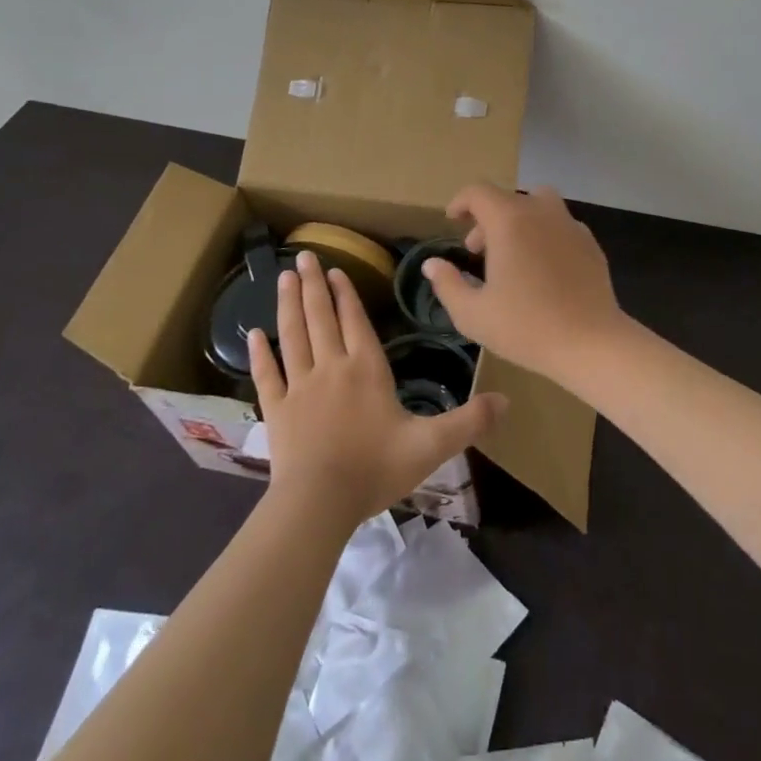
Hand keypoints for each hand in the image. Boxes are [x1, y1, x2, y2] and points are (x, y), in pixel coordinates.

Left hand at [251, 252, 506, 527]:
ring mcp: (300, 387)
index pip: (355, 321)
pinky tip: (252, 334)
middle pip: (321, 318)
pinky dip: (260, 354)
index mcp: (366, 369)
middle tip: (303, 256)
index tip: (337, 269)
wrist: (319, 503)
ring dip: (289, 305)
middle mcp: (331, 367)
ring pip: (293, 336)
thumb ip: (469, 421)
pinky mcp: (277, 410)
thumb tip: (507, 400)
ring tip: (284, 278)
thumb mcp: (431, 445)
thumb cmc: (375, 468)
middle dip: (314, 285)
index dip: (346, 294)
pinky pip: (268, 375)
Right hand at [421, 184, 627, 384]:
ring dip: (519, 219)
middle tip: (477, 251)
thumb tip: (432, 264)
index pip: (478, 192)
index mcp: (509, 221)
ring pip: (538, 204)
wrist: (590, 342)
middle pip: (507, 198)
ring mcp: (569, 224)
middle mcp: (540, 212)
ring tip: (512, 252)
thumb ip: (447, 284)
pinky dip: (544, 233)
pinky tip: (543, 266)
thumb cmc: (526, 327)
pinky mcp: (589, 241)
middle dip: (487, 218)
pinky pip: (560, 224)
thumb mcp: (473, 314)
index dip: (461, 202)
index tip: (452, 220)